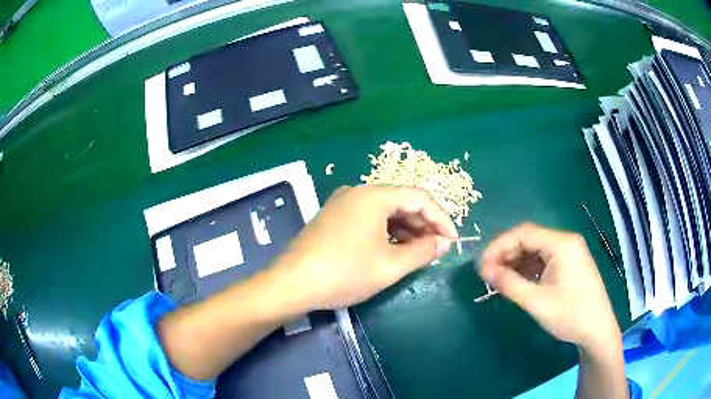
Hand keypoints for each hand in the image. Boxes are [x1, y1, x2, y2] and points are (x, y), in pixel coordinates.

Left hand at [272, 186, 457, 310]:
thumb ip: (422, 251)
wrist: (292, 283)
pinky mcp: (333, 217)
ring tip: (419, 251)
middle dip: (424, 224)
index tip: (452, 240)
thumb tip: (443, 243)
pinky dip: (386, 231)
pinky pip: (368, 218)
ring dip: (406, 228)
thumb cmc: (344, 273)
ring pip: (385, 210)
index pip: (419, 197)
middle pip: (401, 201)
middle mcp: (358, 191)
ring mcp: (342, 203)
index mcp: (373, 195)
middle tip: (437, 248)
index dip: (441, 218)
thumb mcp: (389, 266)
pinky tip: (394, 248)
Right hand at [479, 223, 620, 351]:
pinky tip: (518, 281)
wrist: (597, 330)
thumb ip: (509, 283)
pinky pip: (544, 259)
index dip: (498, 246)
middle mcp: (566, 241)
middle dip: (506, 254)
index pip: (523, 233)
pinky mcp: (570, 263)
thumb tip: (484, 270)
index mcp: (562, 244)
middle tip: (488, 274)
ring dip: (516, 262)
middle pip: (529, 239)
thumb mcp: (537, 301)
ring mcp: (569, 252)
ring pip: (535, 249)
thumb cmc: (570, 315)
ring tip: (500, 280)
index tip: (481, 266)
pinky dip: (528, 268)